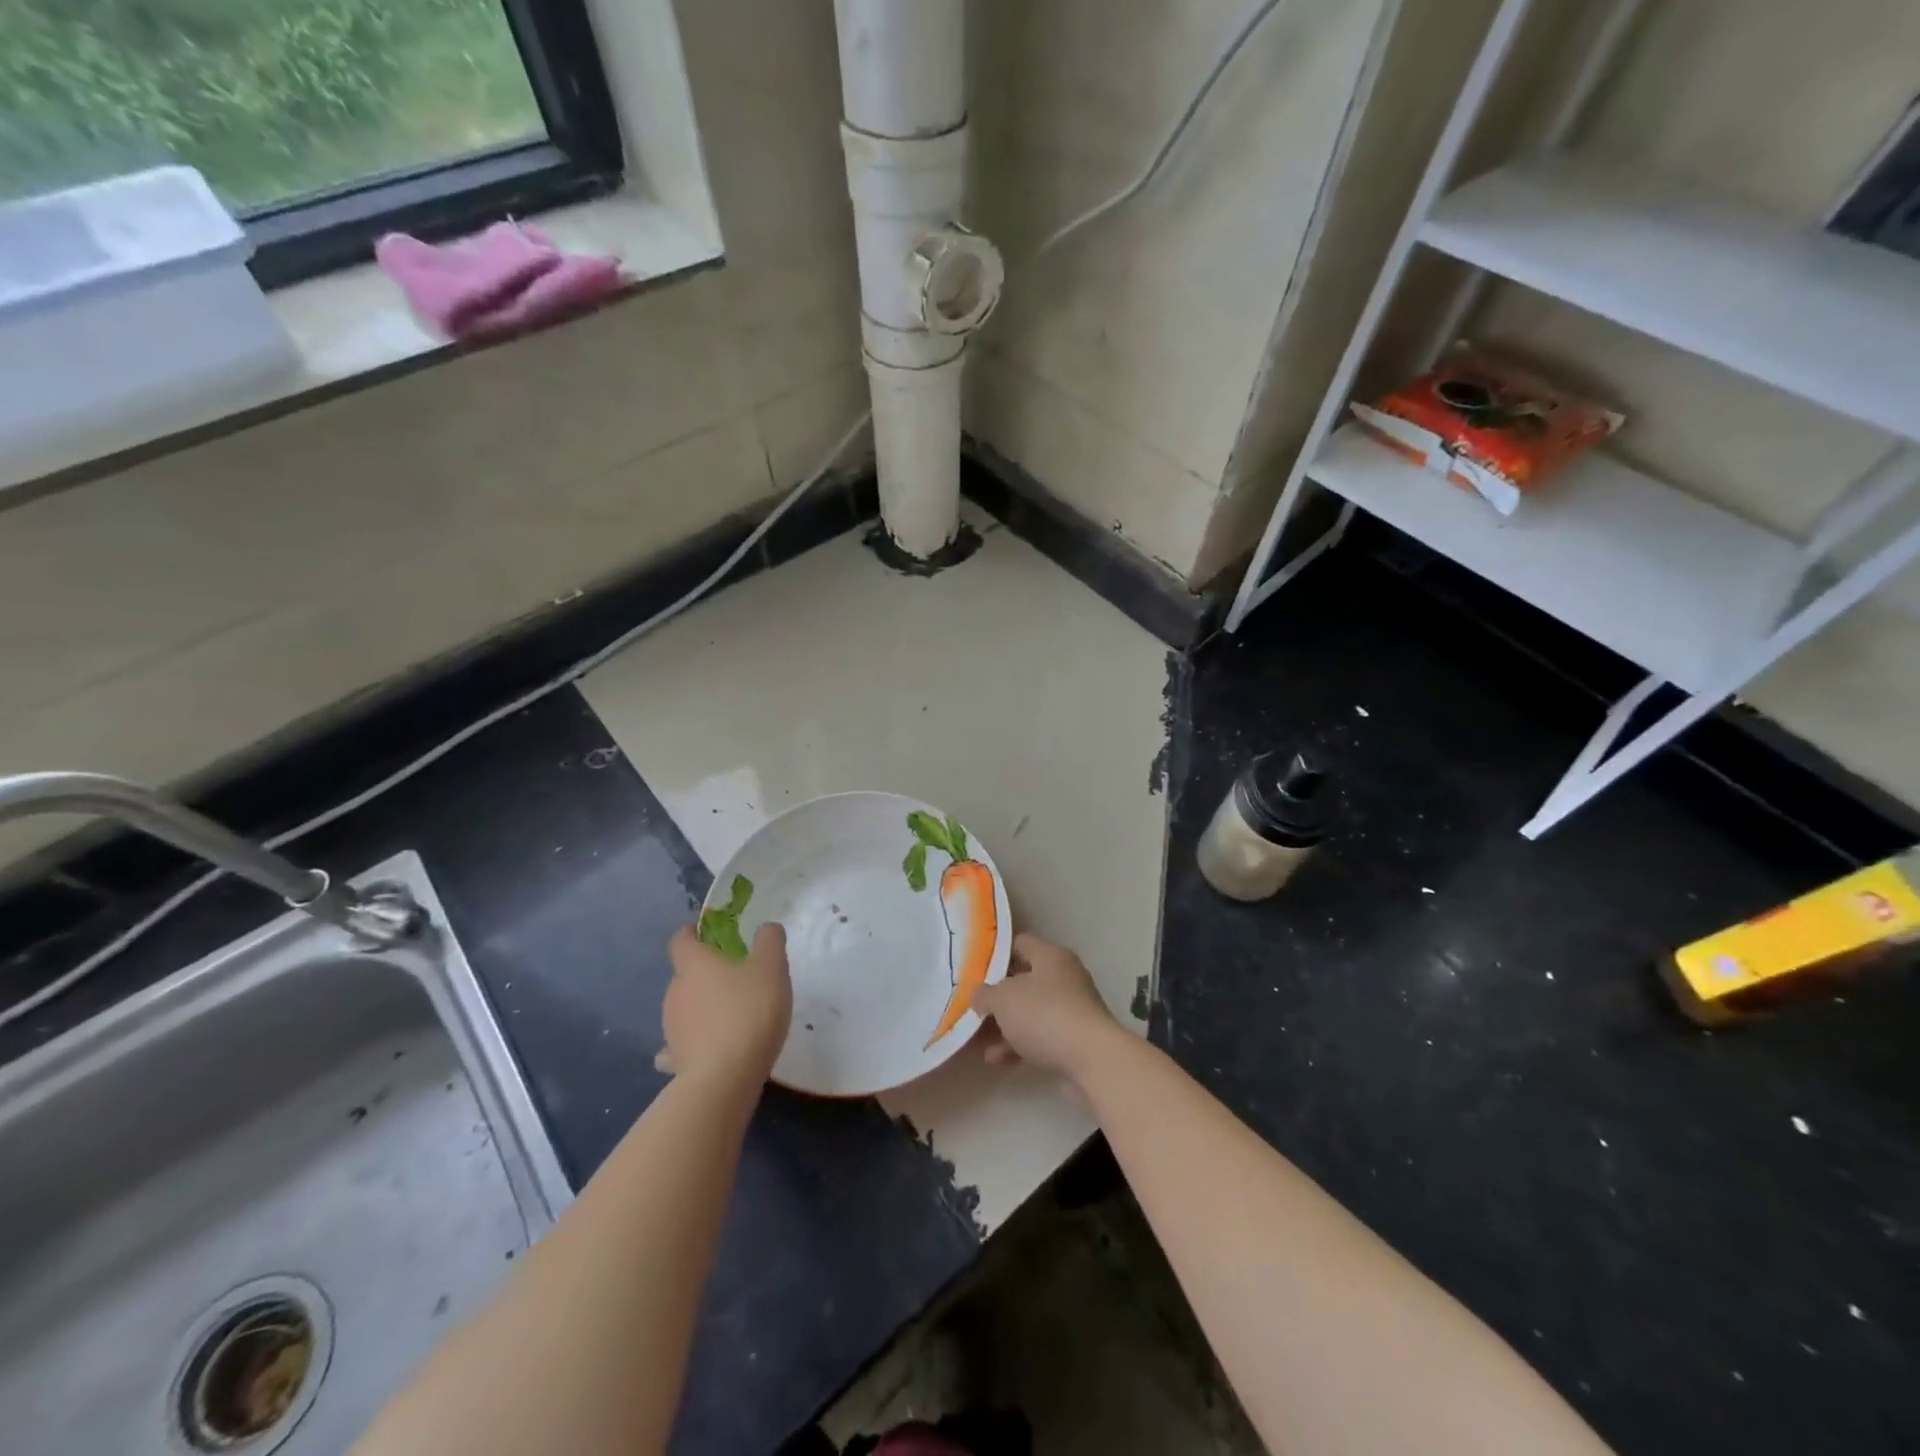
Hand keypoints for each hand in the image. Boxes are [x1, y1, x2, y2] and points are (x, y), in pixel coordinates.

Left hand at [656, 922, 792, 1085]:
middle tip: (735, 980)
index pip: (681, 940)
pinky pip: (680, 1044)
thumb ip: (770, 942)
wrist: (725, 1077)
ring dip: (701, 1008)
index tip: (703, 933)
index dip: (691, 934)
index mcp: (695, 964)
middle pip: (685, 975)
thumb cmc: (749, 1012)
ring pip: (684, 1008)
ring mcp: (671, 1027)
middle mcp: (675, 991)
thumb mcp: (772, 969)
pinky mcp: (675, 1059)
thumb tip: (766, 927)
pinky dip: (691, 1042)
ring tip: (730, 1017)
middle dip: (705, 974)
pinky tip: (707, 1049)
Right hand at [972, 933, 1119, 1081]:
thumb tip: (978, 994)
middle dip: (998, 996)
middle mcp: (1064, 978)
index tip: (973, 967)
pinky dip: (1018, 1045)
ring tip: (977, 1039)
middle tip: (973, 1005)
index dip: (996, 953)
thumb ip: (986, 994)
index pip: (1021, 943)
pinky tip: (996, 1059)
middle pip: (1024, 980)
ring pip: (1030, 1012)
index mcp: (1051, 956)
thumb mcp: (1004, 999)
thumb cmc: (1045, 1015)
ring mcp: (1071, 1010)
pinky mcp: (1074, 1040)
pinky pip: (1040, 1037)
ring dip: (1005, 1025)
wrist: (1092, 1060)